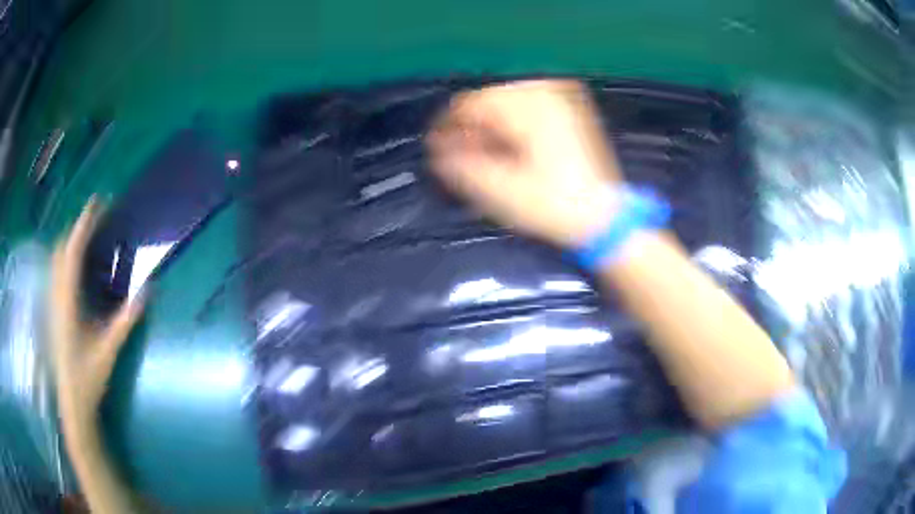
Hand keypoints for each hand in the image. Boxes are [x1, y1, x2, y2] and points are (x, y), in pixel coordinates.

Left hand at [50, 199, 145, 433]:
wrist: (72, 402)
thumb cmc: (88, 378)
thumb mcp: (109, 351)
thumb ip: (126, 320)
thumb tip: (148, 290)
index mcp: (68, 302)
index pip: (73, 252)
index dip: (84, 224)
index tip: (97, 203)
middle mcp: (57, 296)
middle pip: (62, 249)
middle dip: (78, 229)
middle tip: (97, 218)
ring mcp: (53, 303)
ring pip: (57, 259)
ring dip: (71, 242)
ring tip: (88, 236)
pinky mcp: (54, 310)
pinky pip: (56, 273)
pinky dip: (66, 259)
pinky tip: (78, 267)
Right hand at [427, 80, 621, 247]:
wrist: (602, 216)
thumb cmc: (553, 206)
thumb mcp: (500, 191)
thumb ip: (461, 167)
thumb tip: (437, 151)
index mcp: (526, 109)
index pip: (471, 103)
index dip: (448, 126)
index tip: (438, 149)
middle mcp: (544, 94)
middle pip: (488, 98)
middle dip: (471, 126)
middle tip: (465, 156)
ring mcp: (560, 98)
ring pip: (506, 99)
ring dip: (491, 123)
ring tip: (488, 153)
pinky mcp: (569, 108)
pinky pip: (527, 103)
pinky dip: (512, 120)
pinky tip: (512, 144)